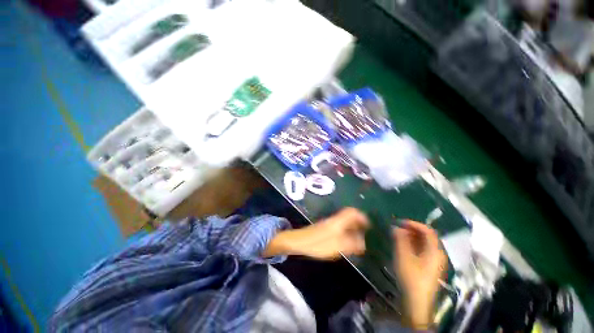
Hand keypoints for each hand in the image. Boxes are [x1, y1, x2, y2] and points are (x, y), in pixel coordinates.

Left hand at [263, 208, 368, 259]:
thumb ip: (352, 244)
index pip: (352, 212)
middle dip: (359, 222)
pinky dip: (346, 231)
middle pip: (349, 216)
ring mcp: (329, 223)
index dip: (362, 216)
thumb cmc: (318, 243)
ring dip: (353, 227)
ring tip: (359, 237)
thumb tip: (363, 243)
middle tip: (366, 232)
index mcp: (338, 221)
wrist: (299, 241)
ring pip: (344, 221)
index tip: (369, 224)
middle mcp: (334, 219)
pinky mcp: (325, 228)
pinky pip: (339, 226)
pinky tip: (347, 240)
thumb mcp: (337, 246)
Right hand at [393, 220, 446, 327]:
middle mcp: (438, 254)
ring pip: (424, 244)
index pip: (427, 231)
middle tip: (397, 228)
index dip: (413, 224)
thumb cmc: (411, 277)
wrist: (416, 302)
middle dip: (411, 230)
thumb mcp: (403, 256)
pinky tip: (403, 246)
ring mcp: (434, 262)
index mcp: (435, 251)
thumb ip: (400, 239)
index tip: (400, 222)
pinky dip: (413, 245)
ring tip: (397, 236)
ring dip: (411, 237)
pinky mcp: (429, 267)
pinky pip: (422, 250)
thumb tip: (396, 227)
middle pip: (427, 236)